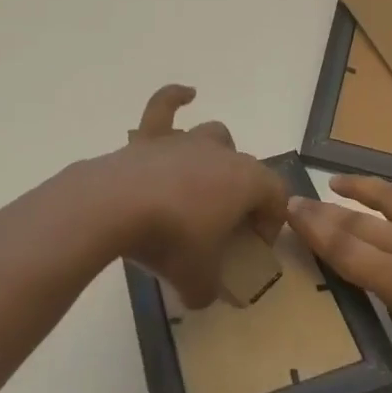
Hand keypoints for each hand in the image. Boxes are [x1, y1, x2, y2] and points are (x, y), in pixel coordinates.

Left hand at [91, 85, 287, 308]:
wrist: (116, 206)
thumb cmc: (170, 240)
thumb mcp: (197, 280)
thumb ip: (209, 291)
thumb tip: (205, 298)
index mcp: (246, 181)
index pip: (276, 196)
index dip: (272, 223)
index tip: (253, 248)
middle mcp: (221, 153)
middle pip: (246, 168)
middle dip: (242, 195)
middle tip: (223, 227)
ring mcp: (185, 140)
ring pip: (214, 136)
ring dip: (215, 157)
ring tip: (203, 184)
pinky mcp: (150, 137)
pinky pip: (165, 106)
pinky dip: (175, 98)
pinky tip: (186, 94)